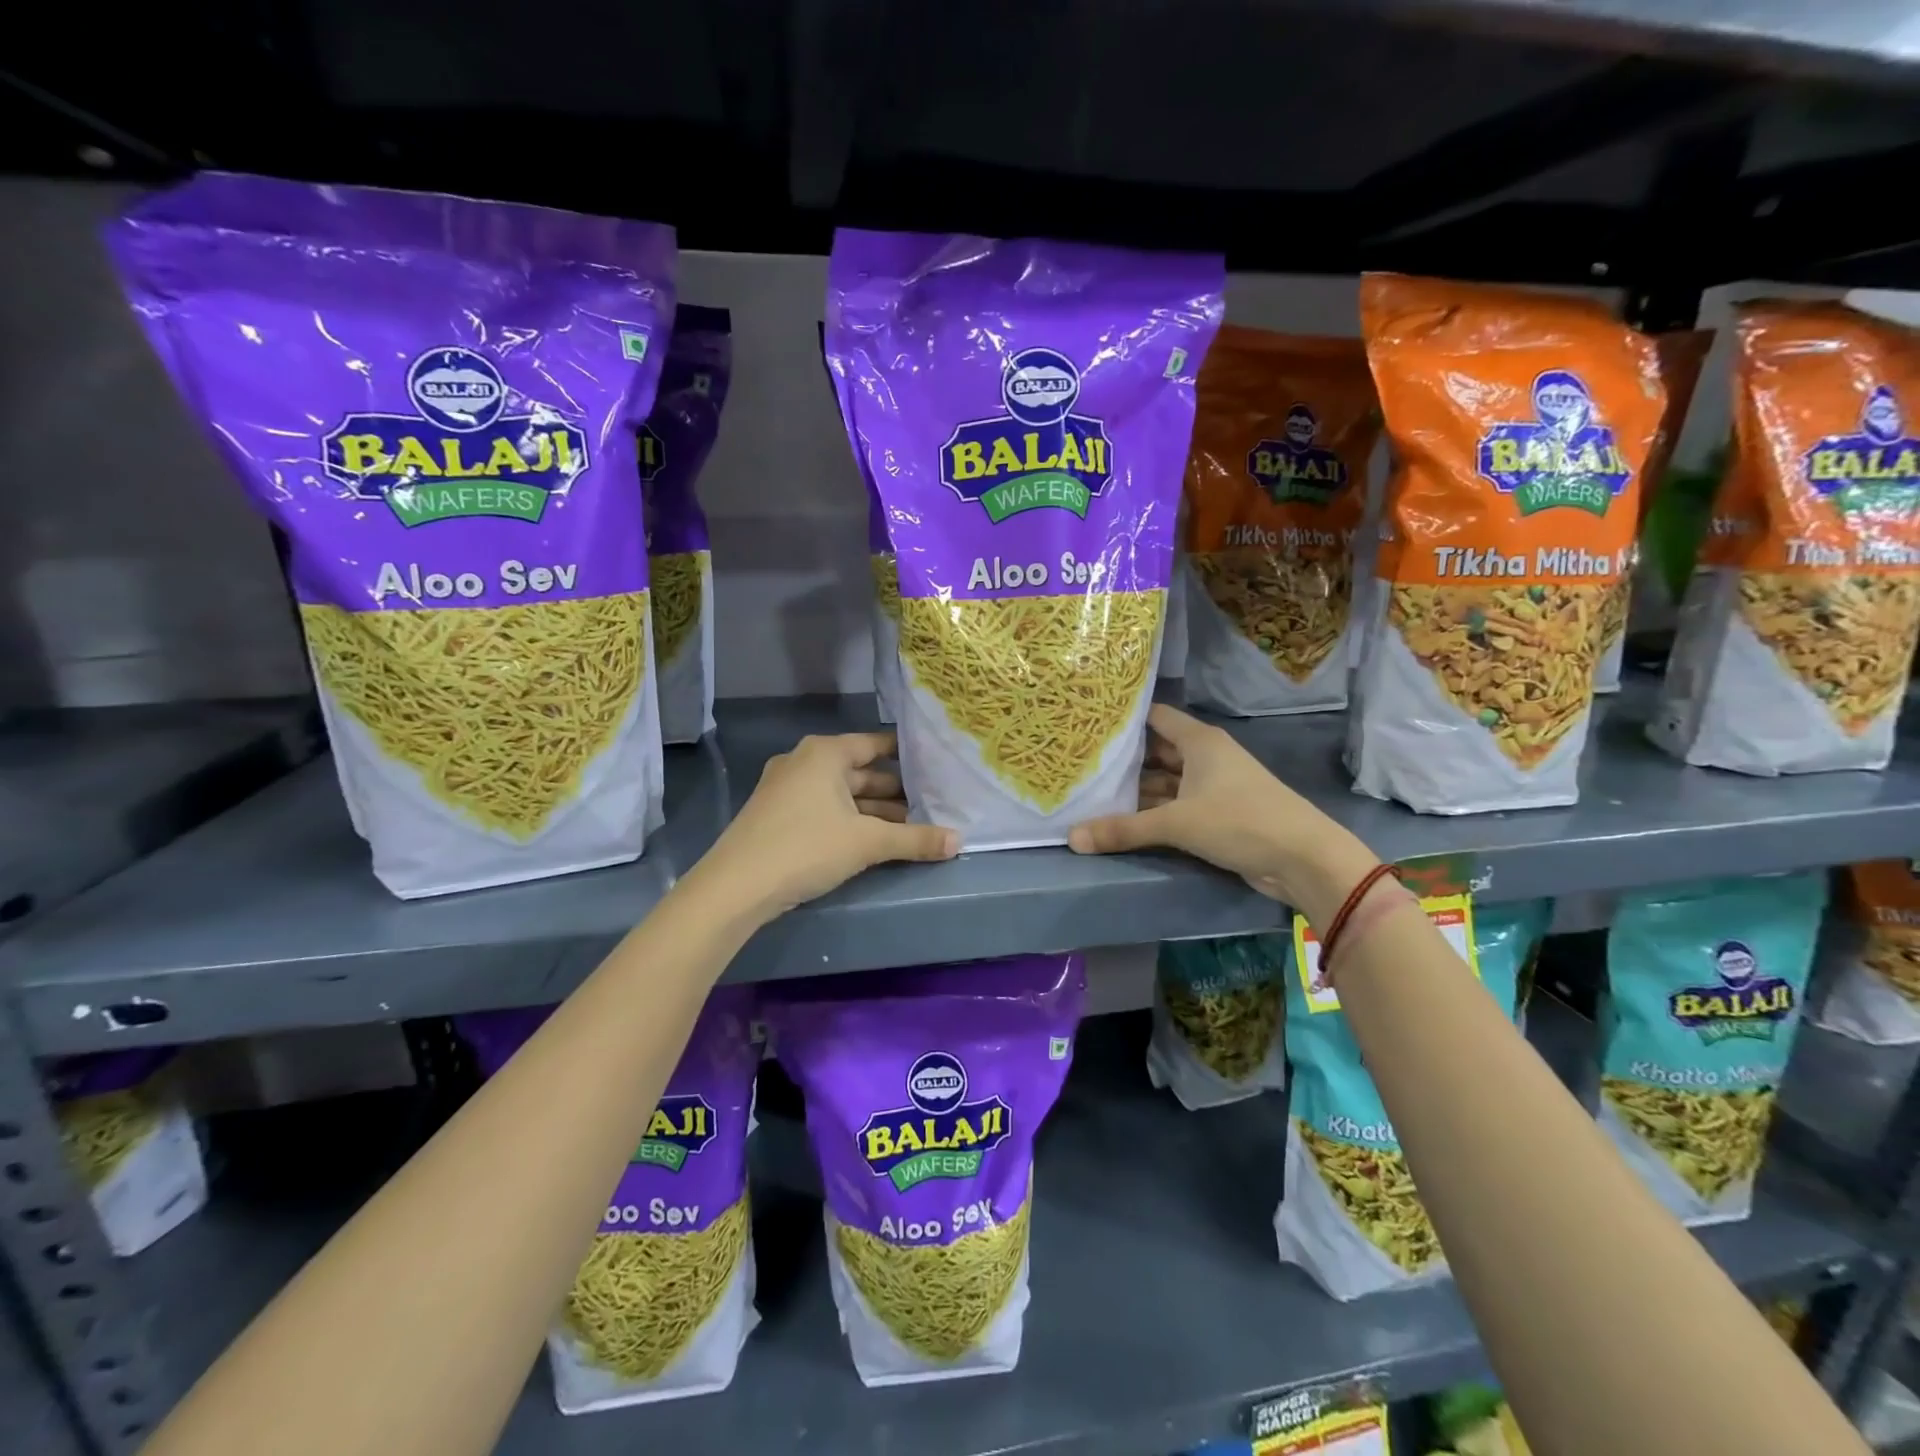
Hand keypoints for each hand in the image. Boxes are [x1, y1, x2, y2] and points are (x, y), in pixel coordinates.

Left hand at [697, 731, 957, 918]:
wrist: (735, 887)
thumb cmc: (806, 848)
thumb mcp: (867, 843)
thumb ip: (915, 839)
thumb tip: (959, 841)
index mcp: (824, 754)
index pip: (875, 745)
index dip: (906, 756)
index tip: (935, 767)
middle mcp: (804, 762)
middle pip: (860, 772)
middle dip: (895, 791)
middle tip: (931, 805)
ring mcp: (786, 789)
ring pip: (842, 794)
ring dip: (874, 811)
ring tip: (910, 828)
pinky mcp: (777, 815)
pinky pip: (824, 809)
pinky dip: (850, 820)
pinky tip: (872, 841)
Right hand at [1068, 704, 1377, 926]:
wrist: (1303, 859)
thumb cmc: (1240, 821)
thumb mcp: (1177, 823)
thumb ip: (1124, 829)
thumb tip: (1072, 838)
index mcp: (1199, 742)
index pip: (1155, 717)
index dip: (1125, 720)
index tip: (1089, 725)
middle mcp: (1205, 758)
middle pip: (1156, 752)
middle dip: (1123, 761)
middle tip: (1081, 765)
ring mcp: (1213, 787)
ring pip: (1165, 783)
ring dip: (1136, 792)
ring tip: (1091, 795)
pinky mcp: (1218, 815)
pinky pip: (1176, 807)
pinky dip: (1153, 813)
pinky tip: (1123, 821)